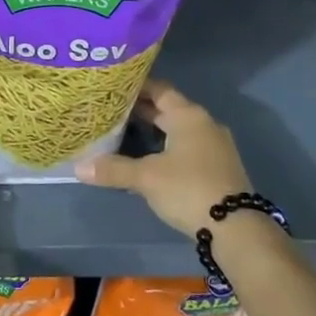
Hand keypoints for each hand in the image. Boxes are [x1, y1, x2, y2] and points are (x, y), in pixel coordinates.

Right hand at [73, 81, 252, 236]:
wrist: (236, 228)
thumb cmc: (188, 189)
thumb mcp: (146, 178)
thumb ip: (113, 169)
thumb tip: (78, 168)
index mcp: (188, 116)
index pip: (159, 90)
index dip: (136, 87)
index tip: (112, 88)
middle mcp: (204, 124)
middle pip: (168, 109)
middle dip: (141, 111)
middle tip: (111, 111)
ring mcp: (215, 146)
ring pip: (178, 130)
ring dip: (154, 130)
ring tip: (124, 134)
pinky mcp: (218, 167)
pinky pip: (187, 147)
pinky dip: (167, 147)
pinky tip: (149, 159)